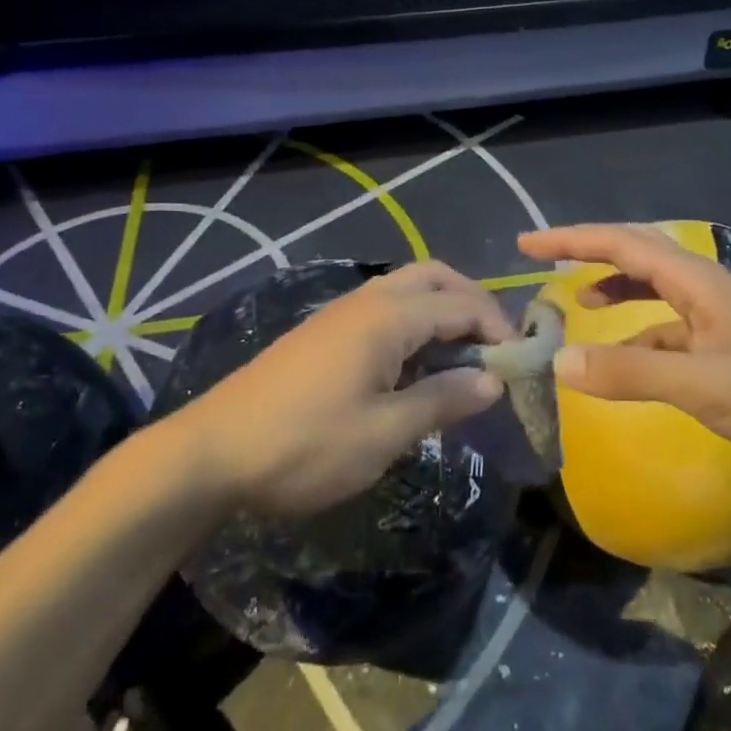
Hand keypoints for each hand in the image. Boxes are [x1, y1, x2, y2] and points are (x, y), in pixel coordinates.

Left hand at [179, 262, 511, 516]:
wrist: (210, 452)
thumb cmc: (304, 446)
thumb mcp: (383, 434)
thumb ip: (442, 401)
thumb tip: (492, 381)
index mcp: (388, 316)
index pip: (462, 305)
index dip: (498, 328)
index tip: (520, 364)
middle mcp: (366, 300)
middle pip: (434, 277)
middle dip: (472, 302)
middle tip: (494, 345)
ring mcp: (339, 312)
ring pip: (406, 289)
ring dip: (441, 309)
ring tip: (461, 356)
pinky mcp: (321, 331)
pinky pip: (383, 308)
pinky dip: (413, 322)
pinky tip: (413, 366)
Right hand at [517, 224, 730, 480]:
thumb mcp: (699, 385)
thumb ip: (628, 373)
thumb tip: (558, 363)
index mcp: (697, 281)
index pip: (623, 244)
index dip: (572, 239)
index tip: (528, 245)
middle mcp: (705, 287)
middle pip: (638, 254)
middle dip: (590, 253)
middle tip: (546, 261)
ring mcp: (717, 316)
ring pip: (654, 288)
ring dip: (616, 287)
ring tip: (581, 302)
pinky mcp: (725, 345)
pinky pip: (668, 325)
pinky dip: (639, 332)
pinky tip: (627, 360)